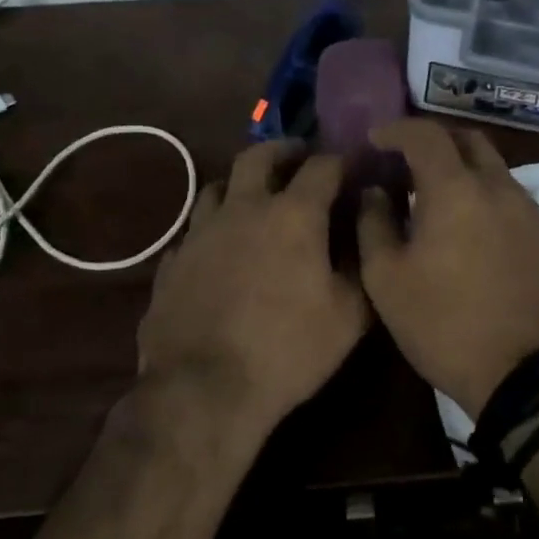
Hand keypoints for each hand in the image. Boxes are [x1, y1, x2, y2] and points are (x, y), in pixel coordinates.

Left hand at [137, 140, 368, 440]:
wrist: (203, 388)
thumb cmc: (288, 349)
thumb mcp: (348, 314)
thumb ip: (361, 262)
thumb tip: (364, 225)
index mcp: (292, 215)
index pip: (323, 167)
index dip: (341, 160)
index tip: (353, 165)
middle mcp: (243, 209)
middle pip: (259, 156)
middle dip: (284, 150)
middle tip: (298, 159)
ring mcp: (200, 232)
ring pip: (218, 186)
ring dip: (241, 183)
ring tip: (254, 198)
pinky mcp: (173, 260)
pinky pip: (195, 229)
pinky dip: (213, 227)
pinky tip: (219, 248)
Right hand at [357, 119, 538, 419]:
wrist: (526, 375)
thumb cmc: (445, 325)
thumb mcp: (386, 281)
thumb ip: (373, 224)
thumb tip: (376, 192)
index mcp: (456, 190)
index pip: (426, 135)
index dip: (397, 130)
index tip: (376, 140)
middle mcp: (499, 189)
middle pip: (469, 140)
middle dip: (435, 141)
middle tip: (408, 162)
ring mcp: (530, 213)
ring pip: (495, 169)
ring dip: (463, 169)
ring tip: (436, 198)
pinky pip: (511, 198)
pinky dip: (485, 196)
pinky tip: (469, 229)